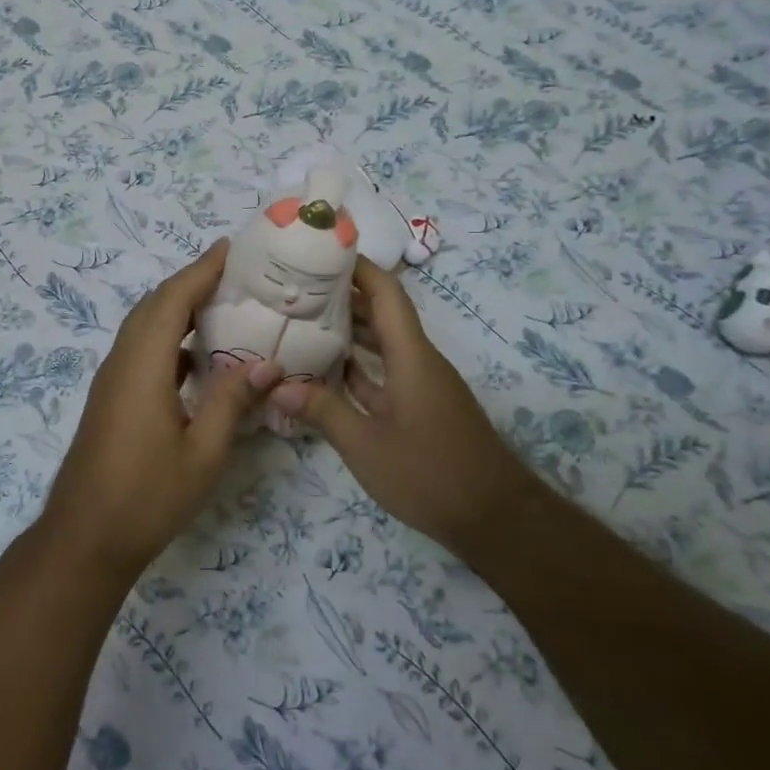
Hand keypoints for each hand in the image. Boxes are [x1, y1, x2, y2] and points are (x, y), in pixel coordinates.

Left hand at [39, 242, 282, 583]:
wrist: (85, 539)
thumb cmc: (147, 496)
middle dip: (191, 281)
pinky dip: (170, 338)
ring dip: (178, 307)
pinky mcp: (112, 397)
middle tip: (235, 272)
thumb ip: (233, 402)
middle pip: (155, 305)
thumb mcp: (203, 453)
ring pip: (145, 326)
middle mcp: (122, 361)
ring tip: (222, 304)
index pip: (173, 300)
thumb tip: (267, 363)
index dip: (201, 270)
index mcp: (143, 365)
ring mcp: (113, 379)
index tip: (231, 248)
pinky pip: (142, 349)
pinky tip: (198, 357)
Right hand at [269, 256, 530, 559]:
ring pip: (381, 344)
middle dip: (342, 296)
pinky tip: (324, 371)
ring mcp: (420, 385)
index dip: (358, 267)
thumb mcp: (366, 446)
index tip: (322, 251)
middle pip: (380, 313)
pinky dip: (356, 367)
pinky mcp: (419, 407)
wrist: (493, 518)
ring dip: (347, 331)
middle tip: (295, 287)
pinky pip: (383, 373)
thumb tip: (276, 385)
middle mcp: (418, 360)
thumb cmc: (430, 474)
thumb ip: (322, 412)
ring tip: (300, 320)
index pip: (386, 293)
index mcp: (411, 356)